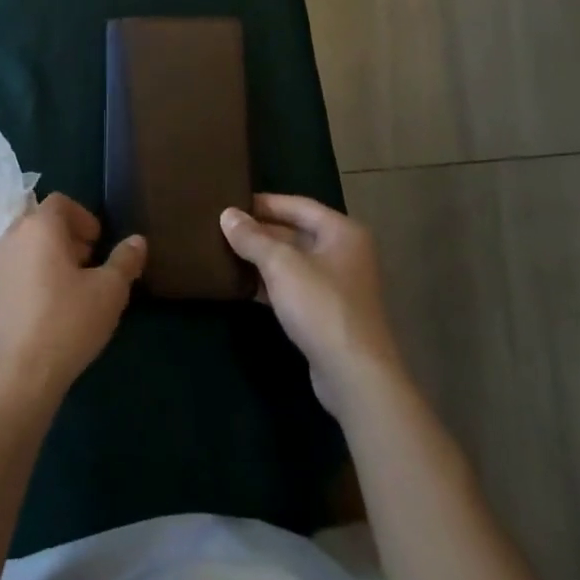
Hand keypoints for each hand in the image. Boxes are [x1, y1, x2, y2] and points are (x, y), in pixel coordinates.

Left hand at [0, 194, 145, 416]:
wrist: (15, 378)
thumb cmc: (66, 323)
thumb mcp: (109, 292)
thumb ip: (125, 260)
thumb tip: (137, 241)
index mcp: (39, 226)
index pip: (60, 202)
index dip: (83, 217)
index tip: (98, 243)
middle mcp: (10, 237)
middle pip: (40, 222)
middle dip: (66, 236)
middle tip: (88, 264)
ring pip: (24, 246)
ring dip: (46, 256)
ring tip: (68, 288)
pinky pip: (12, 271)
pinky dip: (29, 276)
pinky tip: (45, 309)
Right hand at [220, 194, 403, 415]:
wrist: (355, 376)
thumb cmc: (321, 306)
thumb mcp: (280, 264)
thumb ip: (252, 238)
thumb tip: (226, 214)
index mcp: (341, 231)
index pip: (297, 205)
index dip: (263, 202)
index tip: (231, 203)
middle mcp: (344, 253)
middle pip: (296, 232)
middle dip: (260, 232)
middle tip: (223, 228)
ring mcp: (338, 286)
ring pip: (293, 262)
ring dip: (263, 259)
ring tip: (226, 252)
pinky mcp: (329, 314)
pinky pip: (295, 287)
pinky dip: (271, 283)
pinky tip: (243, 285)